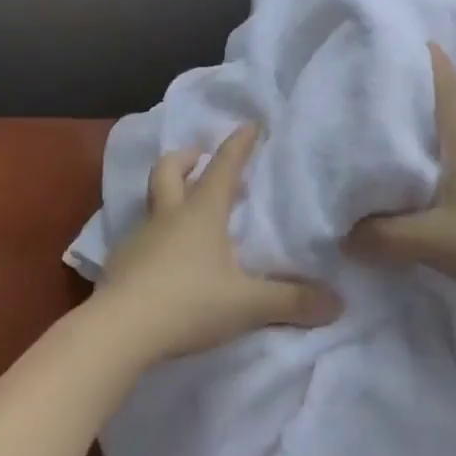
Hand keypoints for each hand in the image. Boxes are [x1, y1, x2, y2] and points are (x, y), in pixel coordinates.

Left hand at [93, 123, 342, 365]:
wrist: (118, 331)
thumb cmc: (188, 302)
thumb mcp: (247, 304)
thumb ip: (291, 302)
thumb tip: (337, 303)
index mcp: (202, 211)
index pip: (225, 165)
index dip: (240, 143)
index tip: (251, 124)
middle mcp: (170, 214)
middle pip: (171, 169)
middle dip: (188, 157)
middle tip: (202, 159)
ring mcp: (141, 237)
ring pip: (153, 200)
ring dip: (170, 194)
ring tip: (188, 211)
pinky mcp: (122, 263)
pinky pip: (142, 236)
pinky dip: (156, 235)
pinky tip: (166, 259)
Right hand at [346, 43, 455, 303]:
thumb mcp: (431, 242)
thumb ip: (382, 236)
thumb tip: (344, 234)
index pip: (440, 70)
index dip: (414, 56)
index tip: (388, 54)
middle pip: (453, 97)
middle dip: (424, 101)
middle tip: (390, 115)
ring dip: (451, 128)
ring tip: (424, 148)